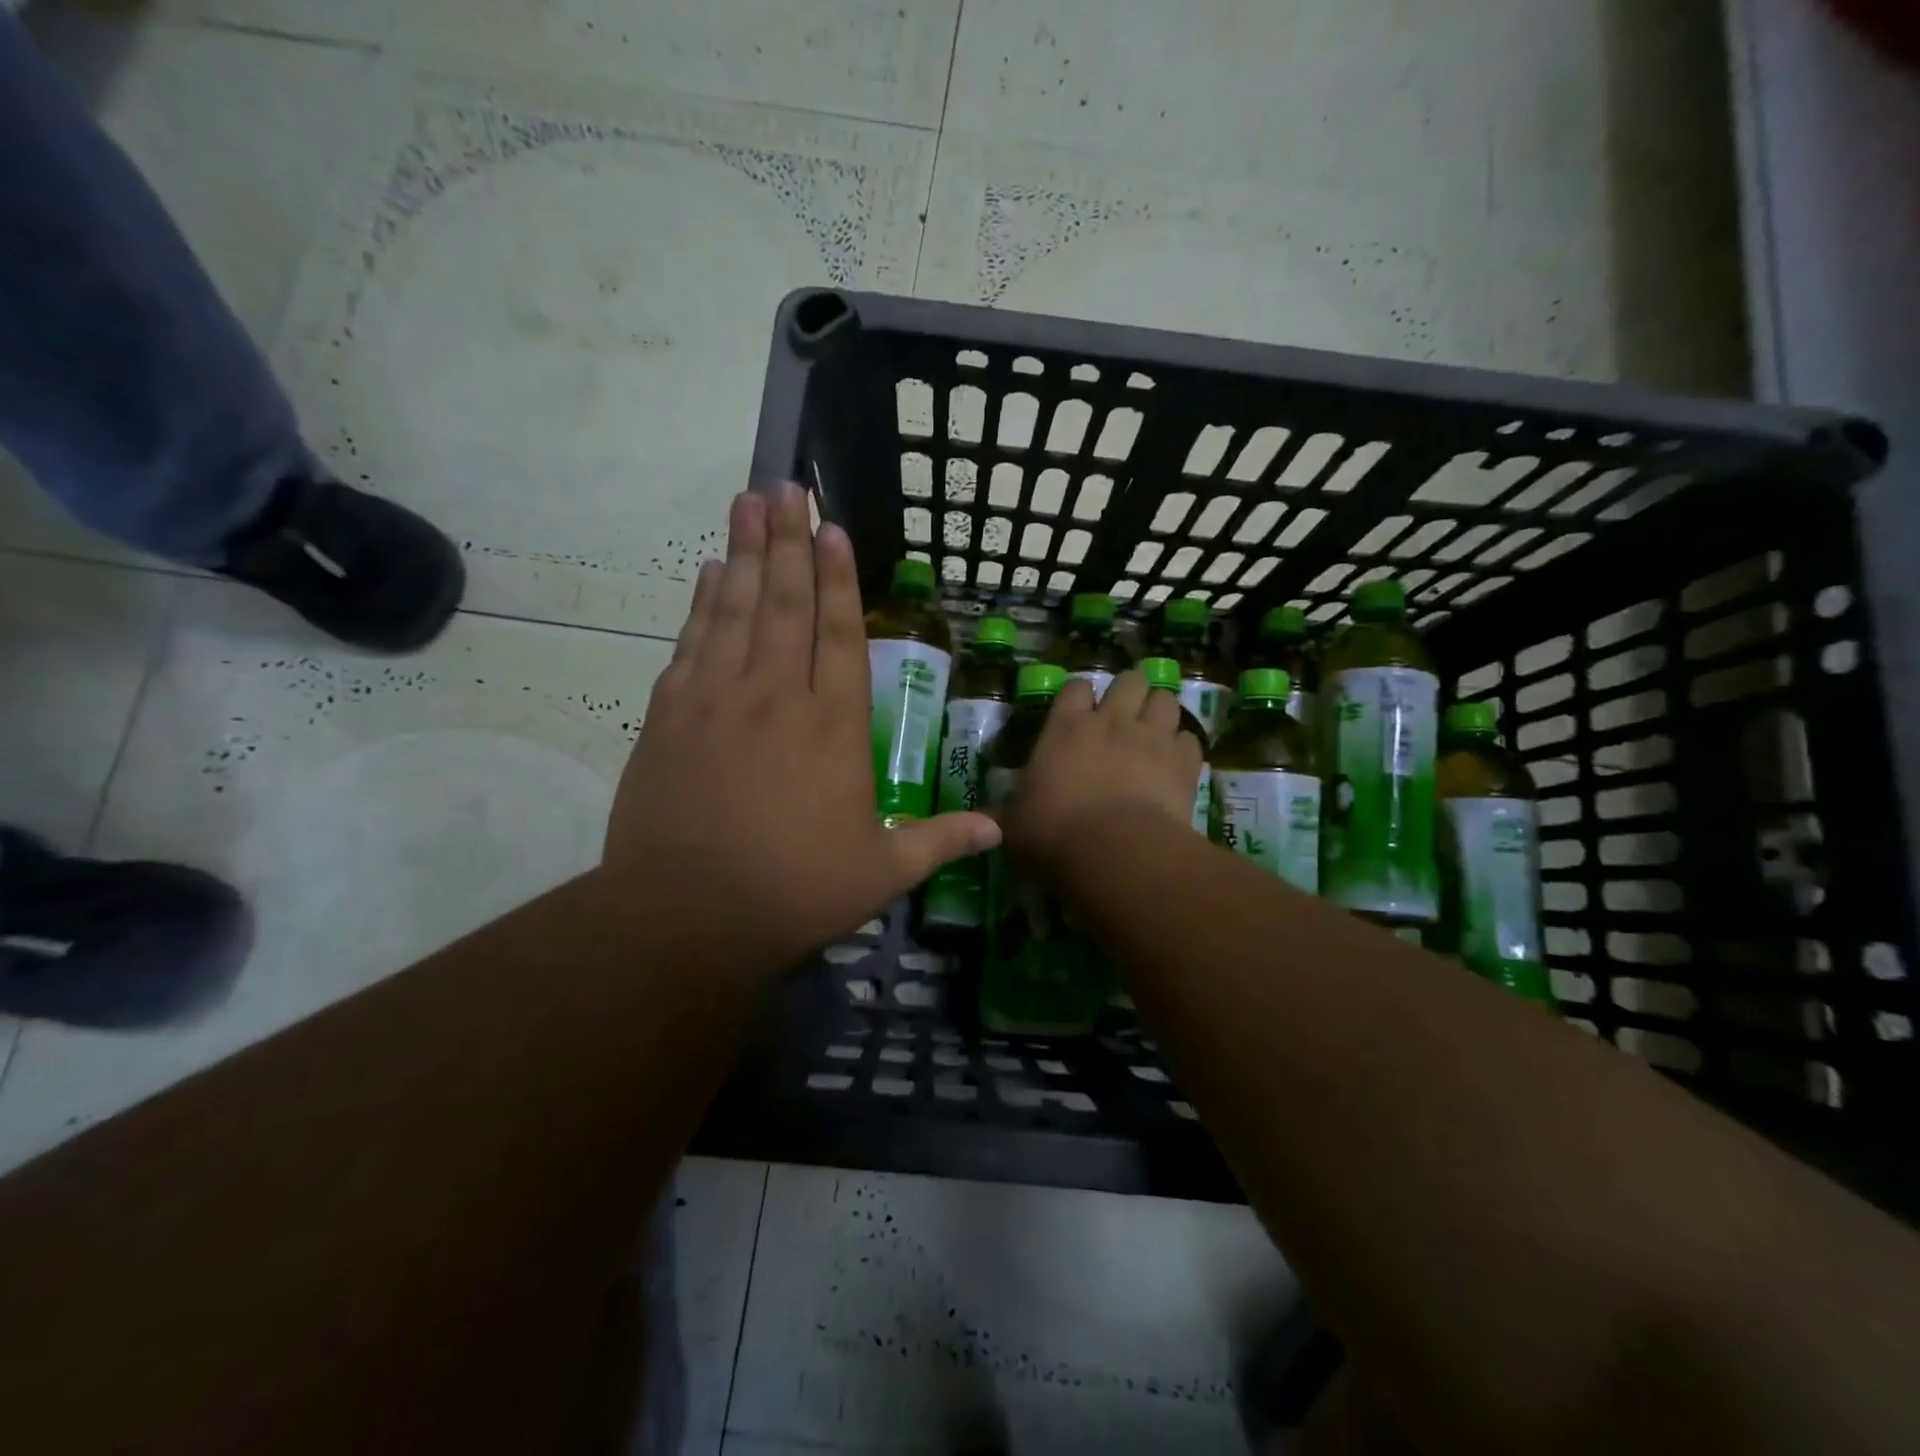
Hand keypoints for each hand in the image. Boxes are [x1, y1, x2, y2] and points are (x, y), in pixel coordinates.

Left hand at [603, 483, 1000, 970]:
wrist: (685, 917)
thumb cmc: (794, 892)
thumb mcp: (881, 873)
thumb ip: (940, 841)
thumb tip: (1001, 828)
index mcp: (834, 729)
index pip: (841, 636)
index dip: (838, 579)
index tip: (832, 529)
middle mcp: (778, 698)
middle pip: (784, 603)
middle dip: (787, 541)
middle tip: (785, 486)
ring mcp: (718, 701)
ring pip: (735, 610)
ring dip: (742, 552)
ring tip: (746, 501)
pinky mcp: (670, 716)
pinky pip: (691, 644)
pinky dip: (701, 604)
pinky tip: (707, 573)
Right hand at [1002, 670, 1203, 874]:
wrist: (1117, 852)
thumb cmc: (1055, 834)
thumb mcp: (1015, 827)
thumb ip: (1006, 816)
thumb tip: (985, 822)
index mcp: (1066, 727)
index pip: (1076, 687)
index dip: (1079, 697)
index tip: (1078, 713)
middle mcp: (1112, 721)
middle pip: (1130, 681)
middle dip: (1129, 693)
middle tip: (1123, 718)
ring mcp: (1152, 737)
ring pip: (1166, 699)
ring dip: (1160, 712)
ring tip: (1154, 733)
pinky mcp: (1184, 762)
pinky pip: (1190, 739)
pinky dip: (1183, 748)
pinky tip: (1175, 765)